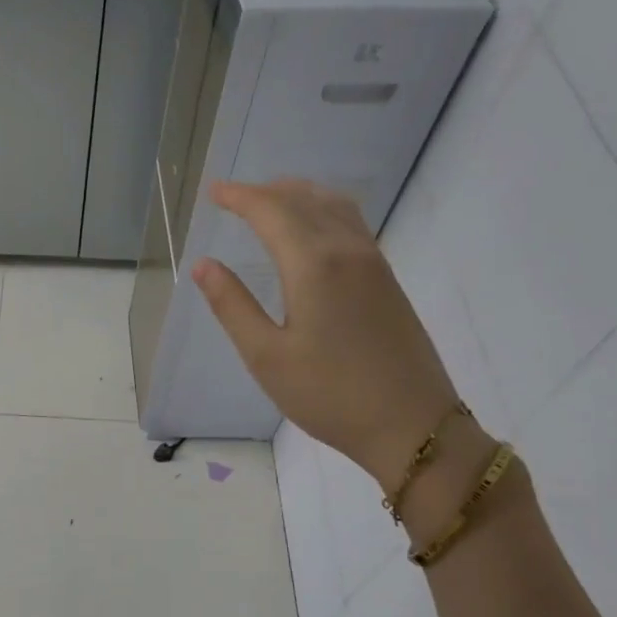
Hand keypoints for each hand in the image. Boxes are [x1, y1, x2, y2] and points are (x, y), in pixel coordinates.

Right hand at [193, 179, 459, 489]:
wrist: (412, 425)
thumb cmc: (329, 395)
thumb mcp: (266, 356)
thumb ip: (233, 305)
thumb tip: (204, 264)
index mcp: (313, 265)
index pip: (271, 211)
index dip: (240, 197)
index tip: (213, 192)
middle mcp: (347, 251)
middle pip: (304, 200)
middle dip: (265, 191)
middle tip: (233, 196)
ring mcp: (373, 263)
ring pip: (333, 206)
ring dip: (297, 195)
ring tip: (269, 201)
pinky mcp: (387, 279)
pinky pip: (350, 223)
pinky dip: (321, 210)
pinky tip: (310, 230)